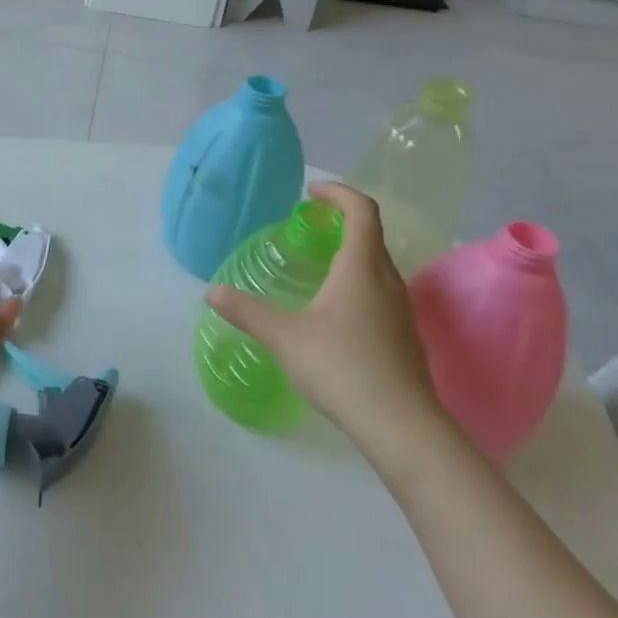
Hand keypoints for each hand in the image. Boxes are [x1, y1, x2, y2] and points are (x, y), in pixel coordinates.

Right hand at [207, 181, 450, 474]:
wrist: (400, 424)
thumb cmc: (340, 367)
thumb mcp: (284, 337)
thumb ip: (247, 312)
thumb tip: (212, 291)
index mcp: (360, 268)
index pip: (362, 211)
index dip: (339, 193)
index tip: (312, 193)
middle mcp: (387, 280)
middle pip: (372, 235)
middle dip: (343, 221)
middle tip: (312, 226)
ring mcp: (401, 309)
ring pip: (379, 265)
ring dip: (353, 252)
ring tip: (322, 265)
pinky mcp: (405, 336)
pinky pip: (383, 292)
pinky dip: (360, 282)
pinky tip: (338, 312)